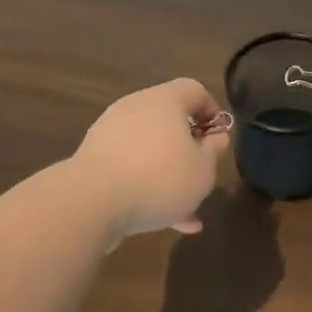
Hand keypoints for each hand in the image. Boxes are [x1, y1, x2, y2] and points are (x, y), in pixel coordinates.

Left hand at [72, 79, 230, 237]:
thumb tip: (215, 136)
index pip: (194, 90)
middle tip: (201, 176)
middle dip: (188, 151)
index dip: (212, 111)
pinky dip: (146, 187)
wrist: (92, 201)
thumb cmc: (159, 178)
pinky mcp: (94, 159)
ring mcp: (110, 133)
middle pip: (169, 122)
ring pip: (150, 151)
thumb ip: (214, 150)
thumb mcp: (202, 169)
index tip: (218, 139)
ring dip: (168, 176)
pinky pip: (129, 168)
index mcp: (164, 100)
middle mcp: (135, 108)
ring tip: (186, 212)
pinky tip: (162, 222)